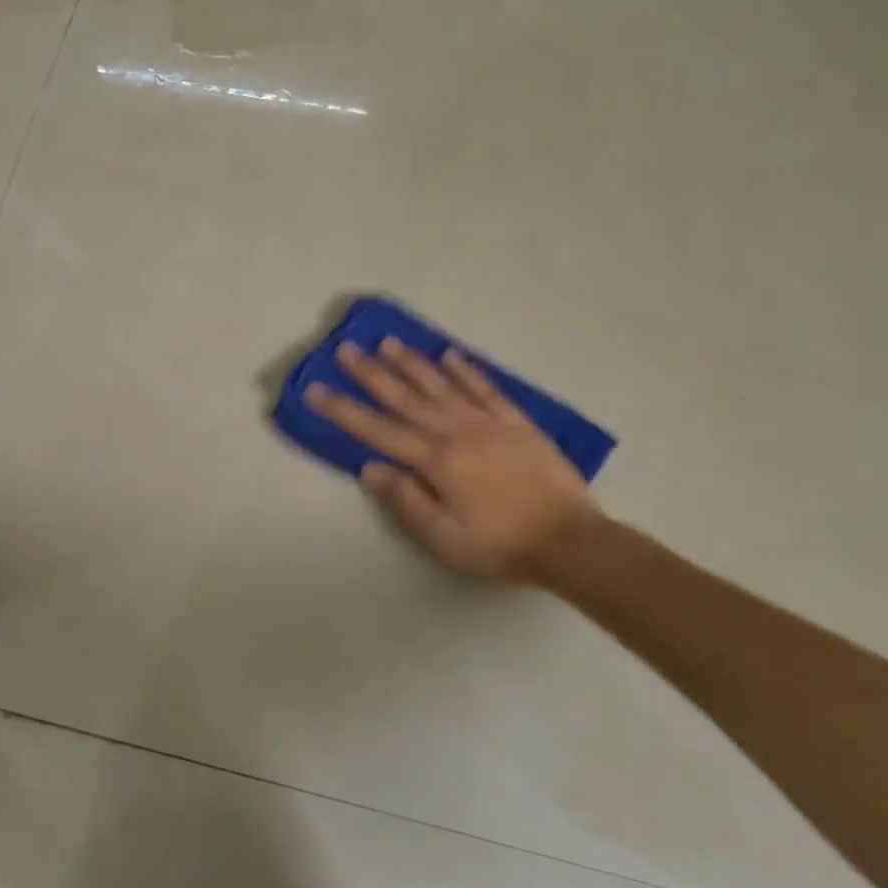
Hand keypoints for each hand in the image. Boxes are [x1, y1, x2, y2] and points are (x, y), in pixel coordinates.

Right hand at [304, 338, 599, 584]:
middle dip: (372, 374)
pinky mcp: (518, 424)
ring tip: (388, 342)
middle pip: (407, 399)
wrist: (570, 541)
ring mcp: (490, 424)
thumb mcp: (444, 539)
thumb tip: (370, 468)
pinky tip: (449, 355)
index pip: (380, 432)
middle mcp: (459, 433)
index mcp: (438, 462)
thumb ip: (406, 500)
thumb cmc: (500, 545)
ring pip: (443, 387)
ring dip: (413, 363)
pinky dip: (466, 371)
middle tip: (346, 350)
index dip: (344, 411)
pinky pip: (487, 390)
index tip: (316, 390)